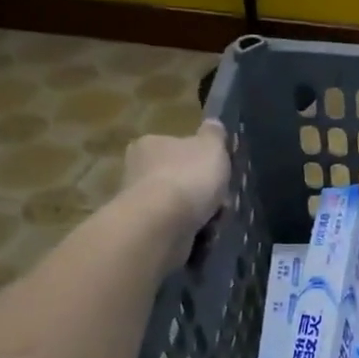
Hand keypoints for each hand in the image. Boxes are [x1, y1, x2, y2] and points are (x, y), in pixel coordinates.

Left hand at [120, 123, 231, 263]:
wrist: (162, 224)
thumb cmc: (188, 177)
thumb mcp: (212, 146)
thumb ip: (214, 135)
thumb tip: (213, 124)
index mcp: (150, 144)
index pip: (176, 146)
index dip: (200, 158)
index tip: (217, 170)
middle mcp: (137, 170)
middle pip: (177, 176)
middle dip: (200, 188)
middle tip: (221, 198)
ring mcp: (138, 202)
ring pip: (177, 204)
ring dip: (197, 211)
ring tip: (216, 219)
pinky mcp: (143, 230)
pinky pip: (175, 227)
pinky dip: (190, 230)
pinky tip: (204, 233)